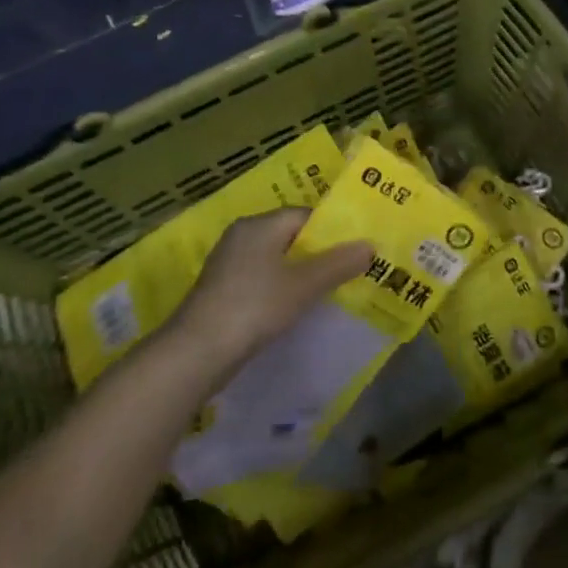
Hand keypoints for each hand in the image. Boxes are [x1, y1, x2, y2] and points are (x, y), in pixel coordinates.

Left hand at [170, 209, 371, 365]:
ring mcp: (229, 264)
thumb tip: (370, 246)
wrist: (197, 352)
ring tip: (334, 289)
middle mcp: (242, 237)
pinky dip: (283, 288)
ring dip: (303, 273)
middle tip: (353, 268)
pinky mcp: (224, 290)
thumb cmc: (254, 307)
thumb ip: (338, 263)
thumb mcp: (303, 285)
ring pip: (277, 260)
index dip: (333, 229)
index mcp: (258, 225)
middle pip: (291, 236)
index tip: (358, 247)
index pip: (304, 215)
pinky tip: (299, 306)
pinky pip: (263, 279)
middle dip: (321, 252)